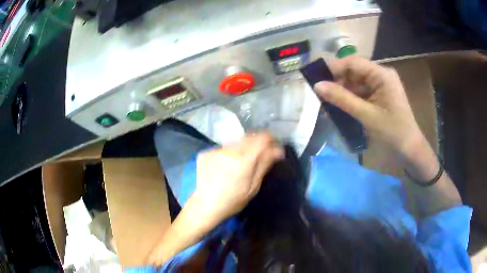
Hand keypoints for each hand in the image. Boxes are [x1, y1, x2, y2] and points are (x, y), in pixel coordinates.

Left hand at [190, 133, 283, 227]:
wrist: (205, 205)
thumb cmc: (233, 201)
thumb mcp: (253, 187)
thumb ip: (264, 165)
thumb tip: (278, 150)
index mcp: (244, 160)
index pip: (262, 139)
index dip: (271, 139)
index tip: (274, 145)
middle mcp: (229, 150)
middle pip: (249, 137)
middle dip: (257, 143)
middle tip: (260, 154)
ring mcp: (215, 150)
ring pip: (235, 142)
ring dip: (242, 148)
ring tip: (241, 163)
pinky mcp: (205, 153)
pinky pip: (223, 148)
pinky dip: (228, 153)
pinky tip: (226, 166)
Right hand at [314, 56, 422, 155]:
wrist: (409, 149)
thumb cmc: (392, 131)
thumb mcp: (366, 115)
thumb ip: (342, 99)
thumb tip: (317, 86)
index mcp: (382, 74)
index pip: (353, 62)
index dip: (333, 68)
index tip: (315, 77)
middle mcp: (381, 75)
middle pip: (354, 71)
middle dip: (337, 81)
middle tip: (319, 93)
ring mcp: (381, 84)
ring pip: (356, 82)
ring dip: (342, 91)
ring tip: (326, 101)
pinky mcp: (380, 94)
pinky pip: (361, 91)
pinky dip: (350, 98)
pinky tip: (339, 106)